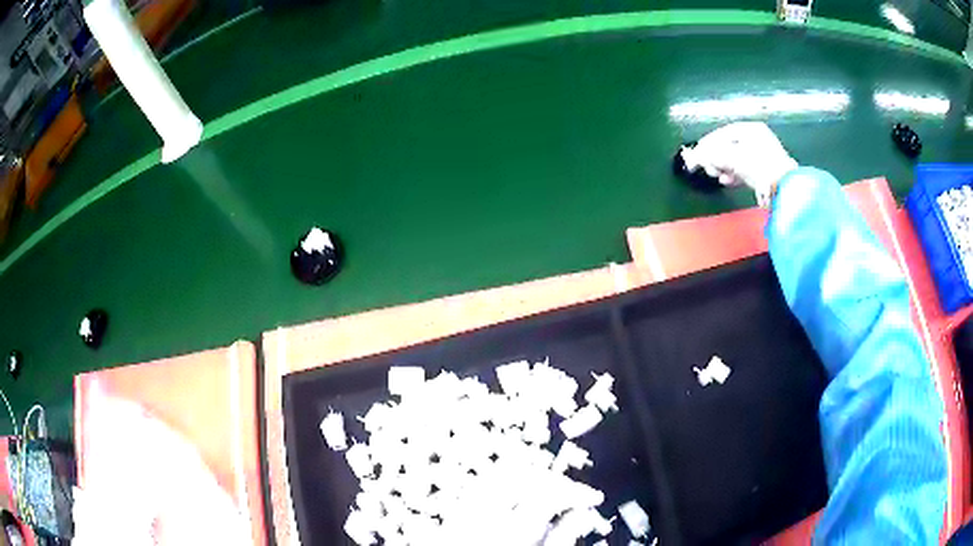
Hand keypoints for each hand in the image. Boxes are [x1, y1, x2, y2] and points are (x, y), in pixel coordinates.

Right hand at [681, 122, 797, 207]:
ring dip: (724, 168)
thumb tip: (695, 156)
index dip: (709, 142)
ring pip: (737, 159)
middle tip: (707, 166)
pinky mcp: (765, 173)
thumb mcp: (731, 157)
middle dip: (716, 157)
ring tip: (716, 175)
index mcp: (751, 129)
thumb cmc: (757, 166)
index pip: (725, 132)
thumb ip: (711, 155)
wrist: (782, 188)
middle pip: (730, 146)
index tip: (698, 152)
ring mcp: (763, 156)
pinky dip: (734, 175)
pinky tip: (727, 181)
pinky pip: (745, 170)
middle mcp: (758, 139)